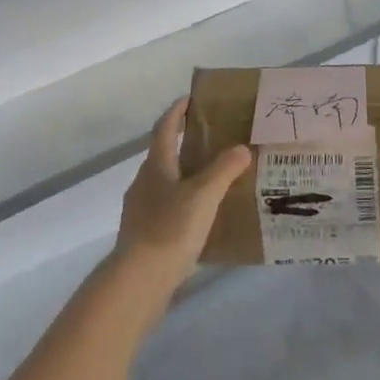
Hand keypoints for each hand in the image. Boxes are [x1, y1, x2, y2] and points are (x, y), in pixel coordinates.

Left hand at [114, 98, 251, 293]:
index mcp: (156, 165)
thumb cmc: (170, 228)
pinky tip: (202, 216)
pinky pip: (167, 207)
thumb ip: (224, 169)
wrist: (138, 281)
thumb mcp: (203, 195)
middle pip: (164, 153)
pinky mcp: (144, 234)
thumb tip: (241, 147)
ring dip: (186, 175)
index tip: (192, 98)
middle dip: (185, 143)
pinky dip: (184, 202)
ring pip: (166, 182)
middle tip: (215, 140)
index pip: (164, 127)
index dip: (177, 111)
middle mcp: (144, 182)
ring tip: (215, 179)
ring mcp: (141, 209)